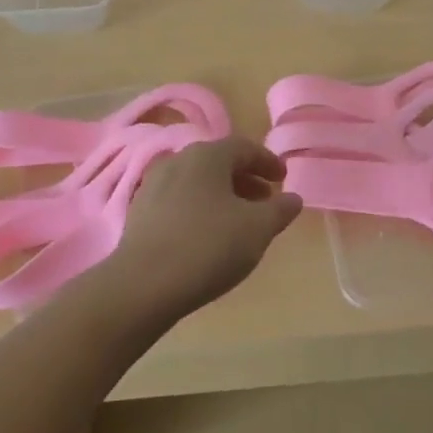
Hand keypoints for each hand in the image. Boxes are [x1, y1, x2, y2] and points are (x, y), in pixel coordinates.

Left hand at [100, 135, 301, 322]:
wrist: (142, 285)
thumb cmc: (207, 247)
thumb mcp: (257, 229)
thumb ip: (280, 210)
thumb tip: (293, 198)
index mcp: (208, 155)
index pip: (245, 147)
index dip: (268, 162)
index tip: (283, 179)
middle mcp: (179, 160)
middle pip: (219, 162)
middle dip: (245, 179)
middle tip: (265, 200)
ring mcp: (154, 184)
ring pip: (198, 182)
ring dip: (222, 195)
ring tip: (238, 220)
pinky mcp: (139, 211)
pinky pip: (179, 200)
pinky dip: (199, 208)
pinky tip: (206, 235)